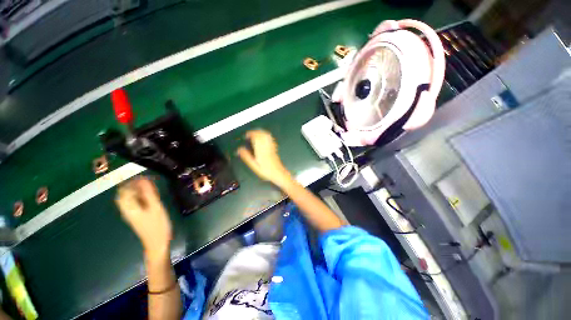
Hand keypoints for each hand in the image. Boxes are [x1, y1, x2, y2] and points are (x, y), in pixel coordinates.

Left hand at [116, 176, 171, 259]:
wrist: (157, 242)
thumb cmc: (157, 225)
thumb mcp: (156, 208)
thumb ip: (149, 194)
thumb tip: (145, 180)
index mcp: (129, 207)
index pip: (124, 190)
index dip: (132, 181)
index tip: (145, 177)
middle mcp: (127, 209)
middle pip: (124, 194)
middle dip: (134, 185)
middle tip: (148, 181)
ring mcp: (131, 213)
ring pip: (129, 198)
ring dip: (138, 190)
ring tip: (151, 187)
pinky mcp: (136, 215)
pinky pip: (135, 202)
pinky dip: (140, 196)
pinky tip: (150, 196)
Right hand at [237, 130, 292, 187]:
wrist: (278, 173)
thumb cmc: (265, 171)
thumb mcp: (254, 166)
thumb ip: (247, 157)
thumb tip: (239, 149)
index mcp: (261, 150)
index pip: (256, 137)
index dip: (251, 134)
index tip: (246, 136)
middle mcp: (267, 146)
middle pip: (262, 134)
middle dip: (255, 132)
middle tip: (249, 134)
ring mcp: (271, 147)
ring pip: (267, 135)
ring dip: (260, 133)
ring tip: (255, 134)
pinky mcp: (274, 148)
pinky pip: (270, 139)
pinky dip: (266, 136)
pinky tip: (263, 138)